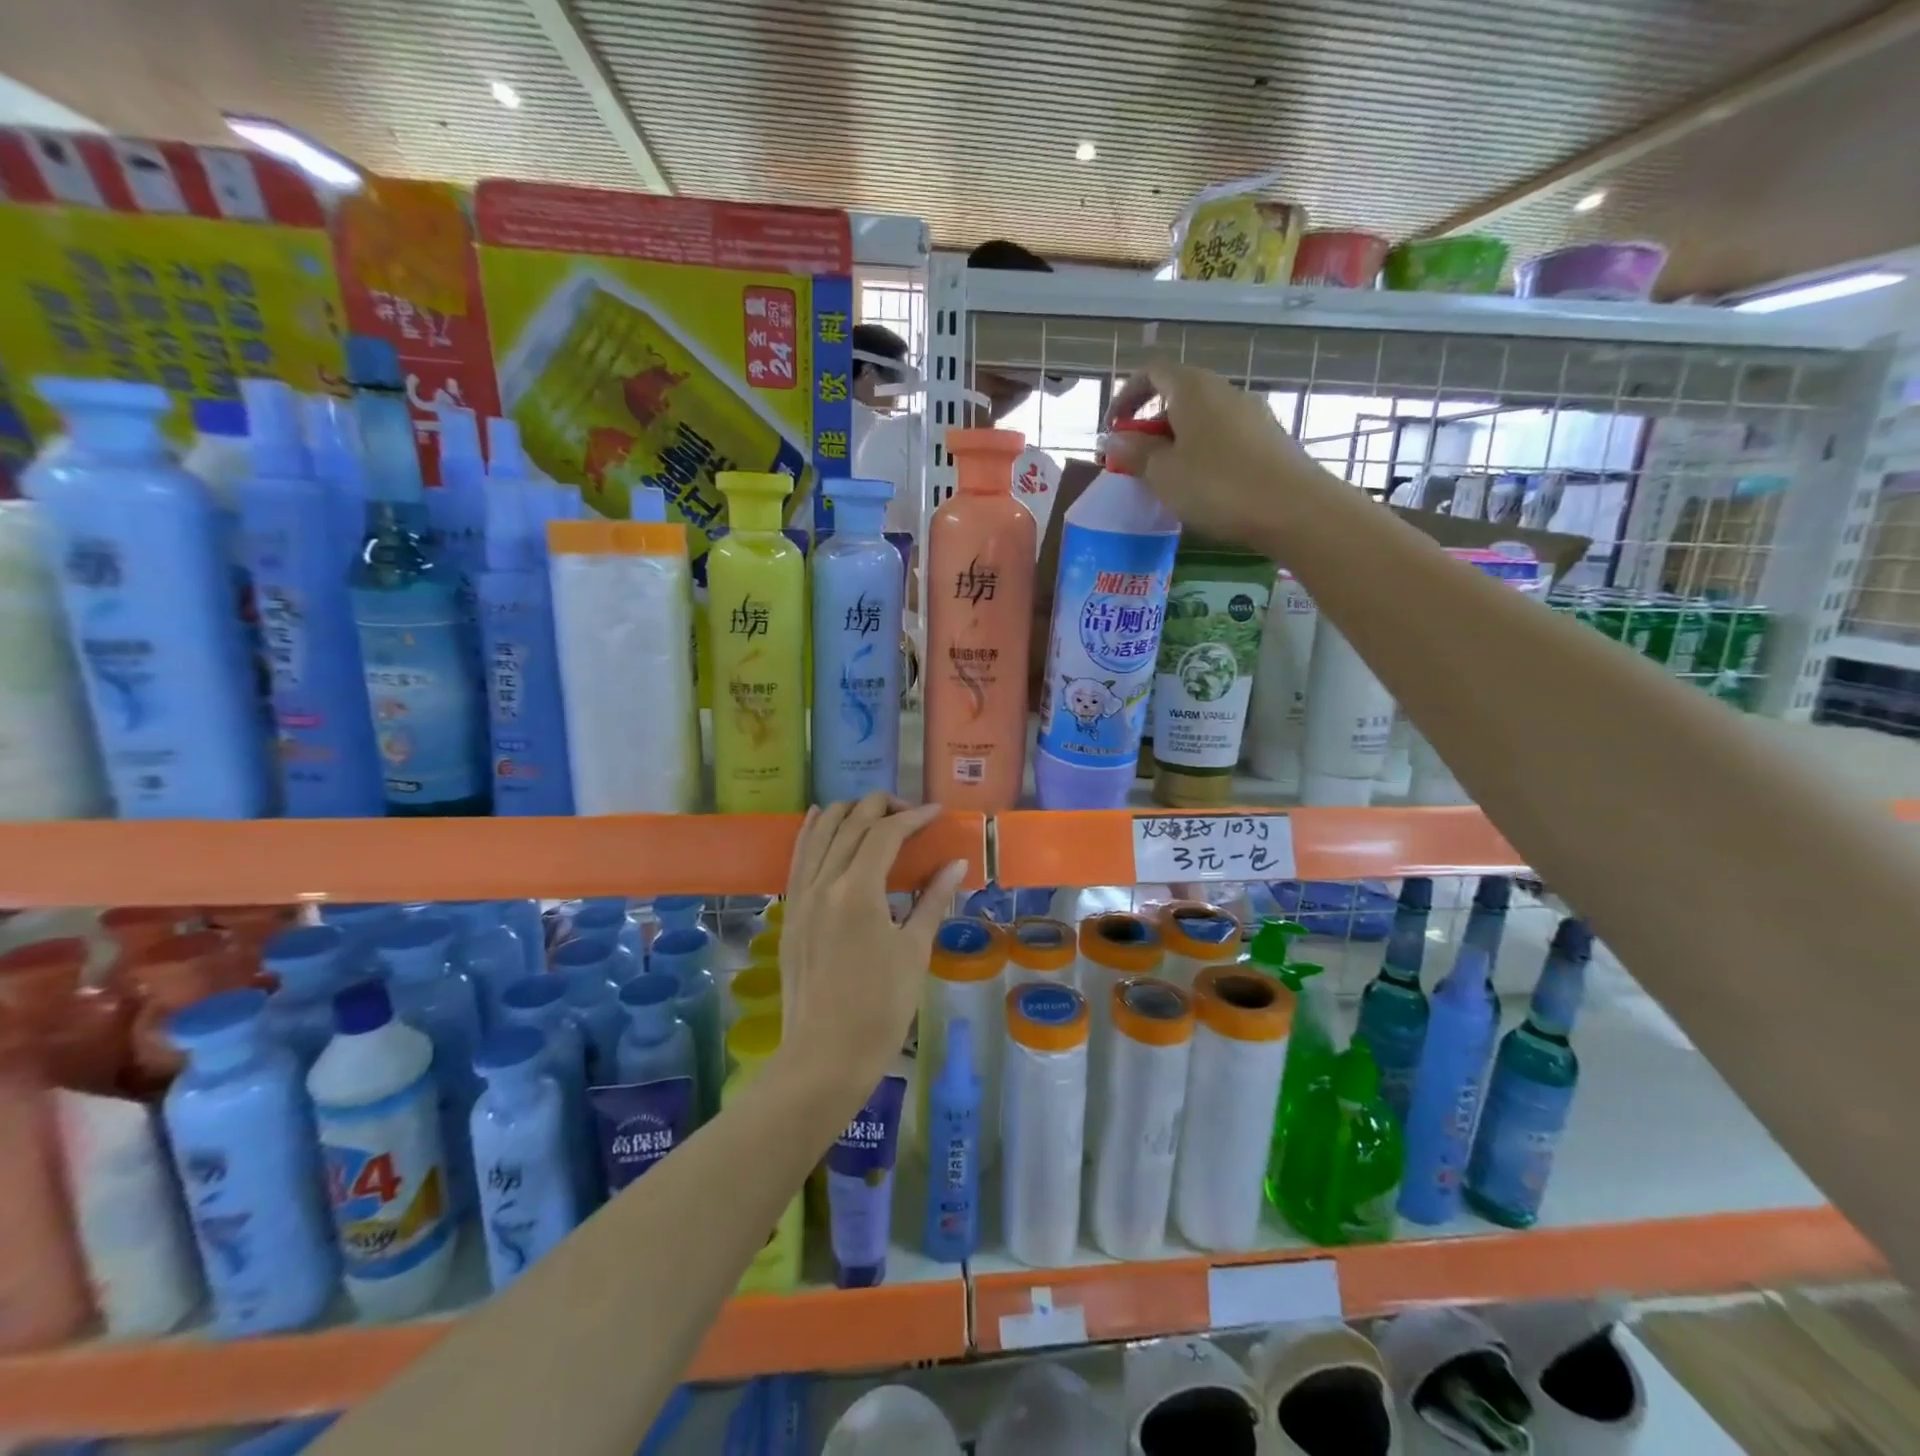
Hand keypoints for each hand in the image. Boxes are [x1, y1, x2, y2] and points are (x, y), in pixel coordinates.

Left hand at [778, 793, 967, 1094]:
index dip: (913, 817)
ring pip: (819, 833)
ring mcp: (801, 897)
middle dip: (882, 807)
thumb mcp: (914, 952)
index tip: (936, 813)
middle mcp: (823, 884)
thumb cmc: (880, 1009)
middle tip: (911, 812)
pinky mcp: (790, 913)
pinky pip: (799, 858)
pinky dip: (811, 832)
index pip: (885, 834)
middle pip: (850, 824)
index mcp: (858, 891)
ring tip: (872, 809)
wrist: (825, 1057)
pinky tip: (819, 817)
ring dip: (847, 813)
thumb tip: (956, 863)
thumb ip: (933, 900)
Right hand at [1103, 357, 1345, 541]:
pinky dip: (1201, 452)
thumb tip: (1113, 438)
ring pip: (1201, 418)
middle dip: (1151, 424)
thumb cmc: (1217, 485)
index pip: (1152, 372)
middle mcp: (1223, 390)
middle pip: (1178, 395)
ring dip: (1176, 441)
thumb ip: (1135, 452)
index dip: (1126, 396)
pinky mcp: (1267, 438)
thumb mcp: (1163, 473)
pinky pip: (1222, 436)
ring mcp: (1250, 413)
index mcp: (1193, 388)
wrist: (1293, 508)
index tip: (1112, 429)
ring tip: (1165, 478)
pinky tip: (1200, 486)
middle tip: (1135, 460)